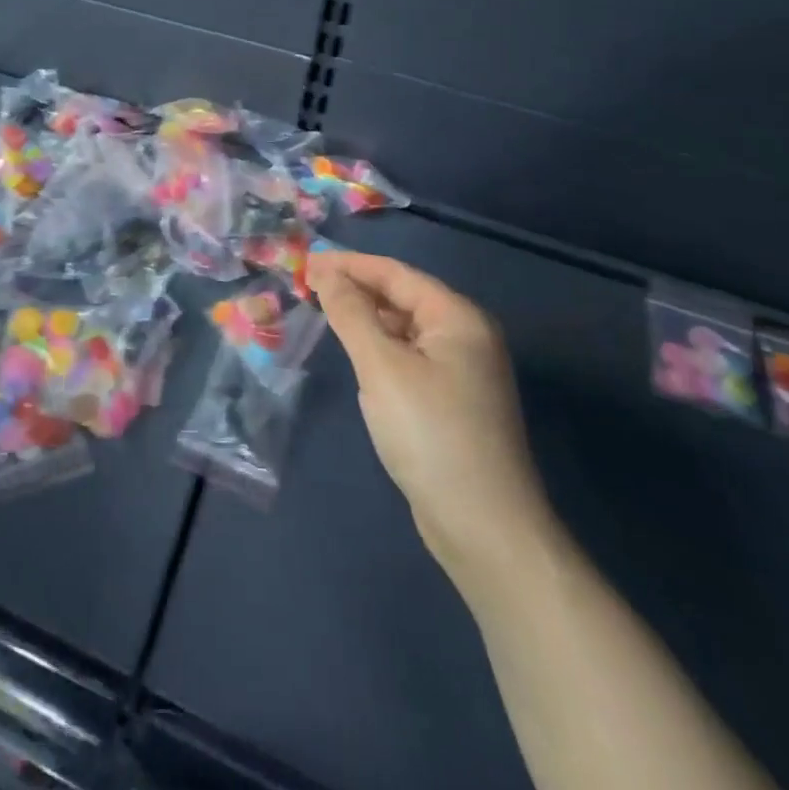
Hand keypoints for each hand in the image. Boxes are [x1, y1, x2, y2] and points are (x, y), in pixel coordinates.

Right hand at [309, 252, 557, 594]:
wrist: (484, 528)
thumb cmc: (430, 434)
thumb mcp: (381, 367)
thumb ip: (351, 313)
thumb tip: (325, 273)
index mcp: (458, 317)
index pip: (395, 273)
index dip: (348, 264)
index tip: (304, 261)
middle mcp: (466, 335)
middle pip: (402, 296)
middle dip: (354, 287)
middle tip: (306, 285)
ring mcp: (462, 370)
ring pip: (404, 327)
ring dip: (364, 316)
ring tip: (322, 311)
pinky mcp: (452, 400)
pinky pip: (408, 355)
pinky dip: (378, 345)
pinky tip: (354, 352)